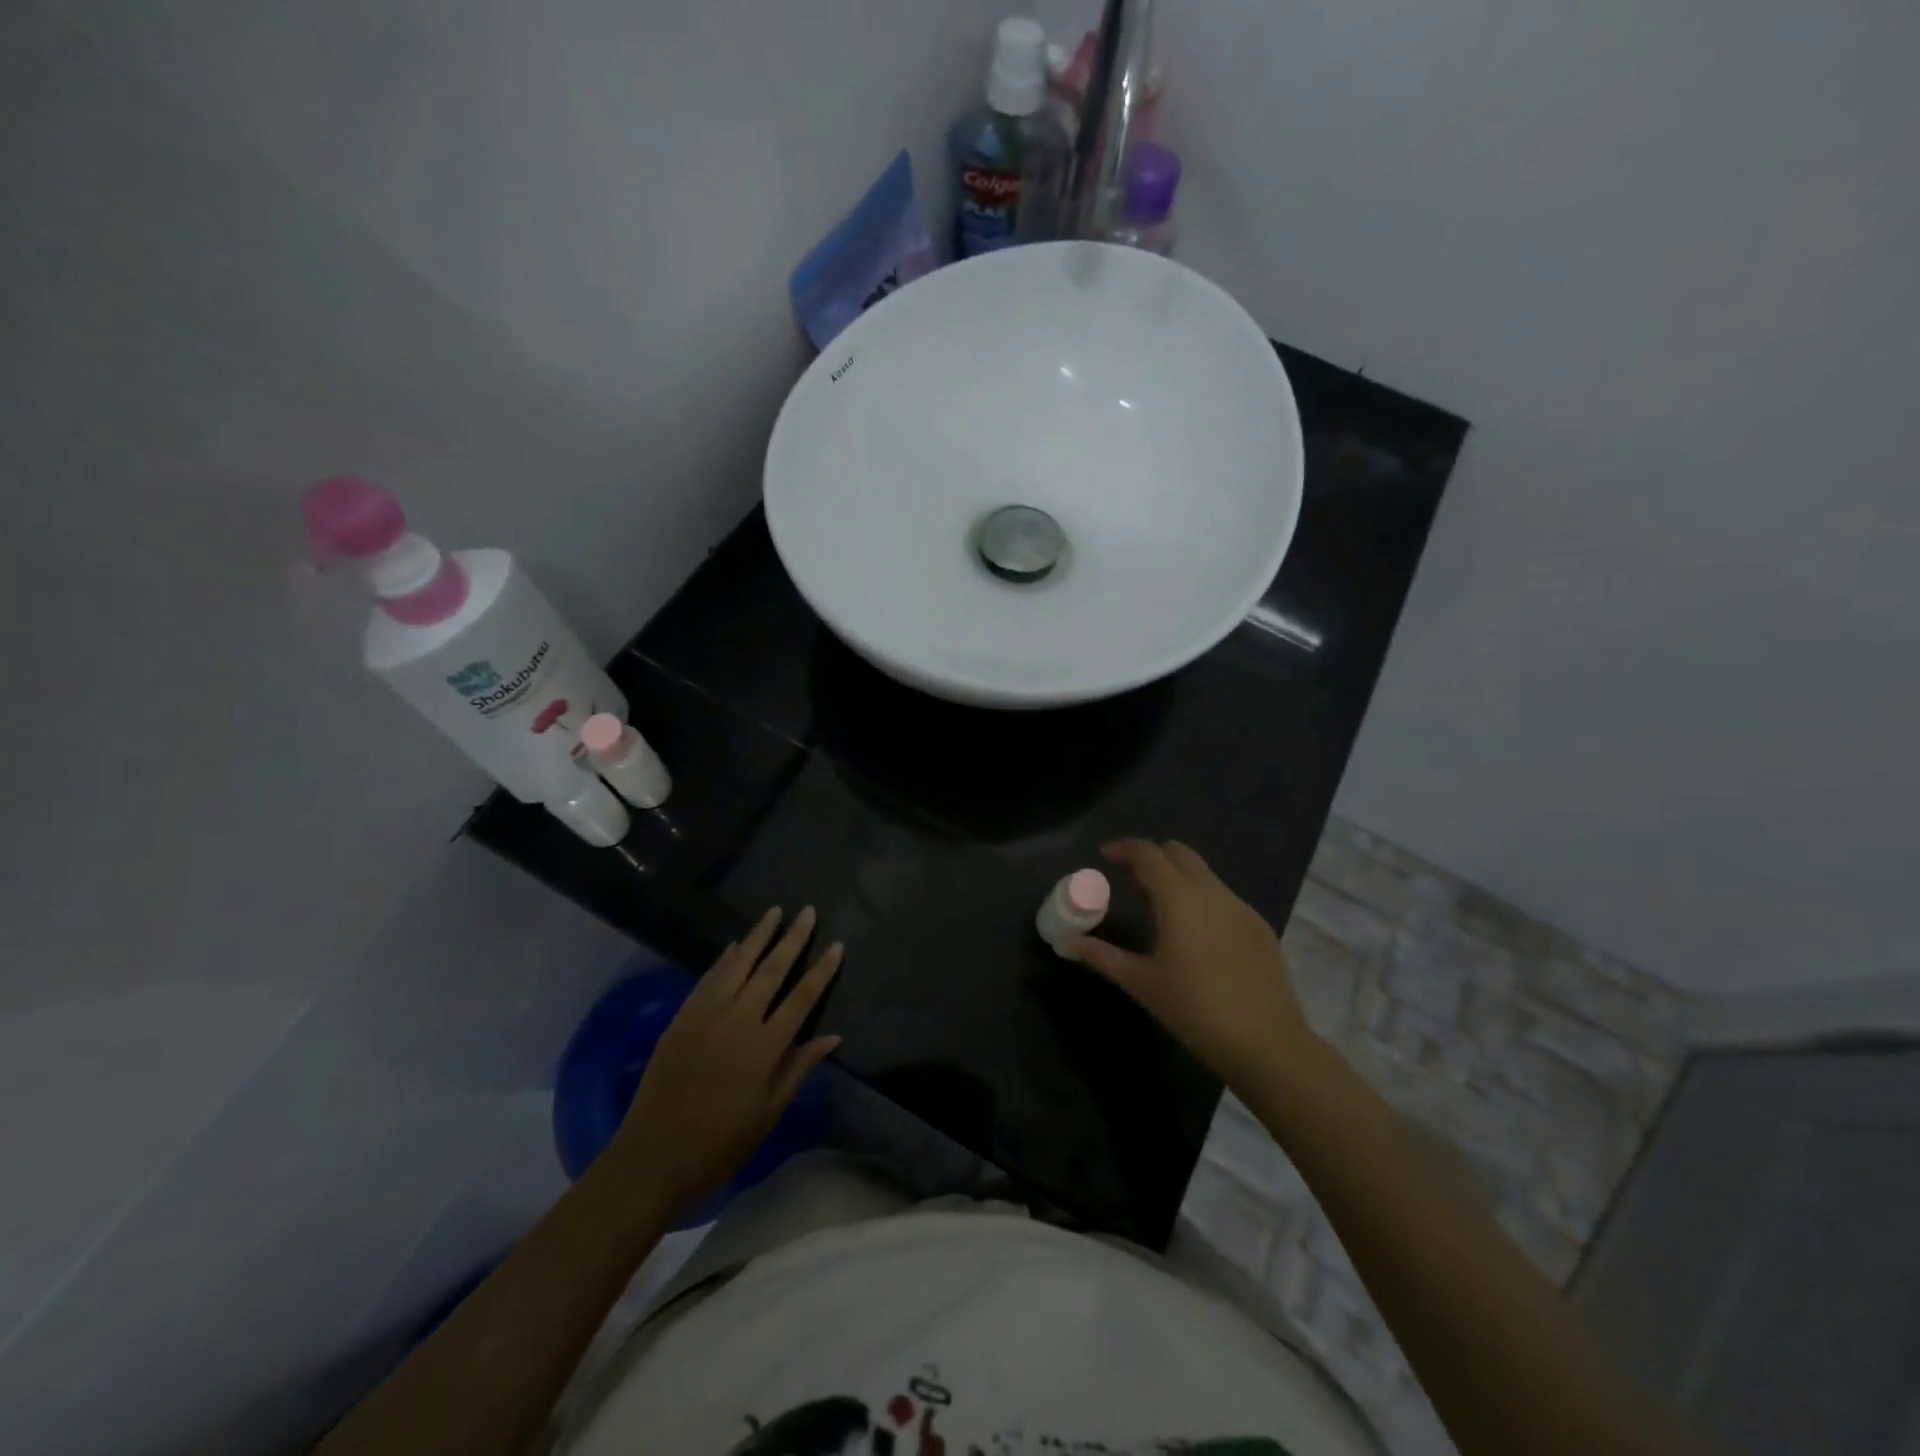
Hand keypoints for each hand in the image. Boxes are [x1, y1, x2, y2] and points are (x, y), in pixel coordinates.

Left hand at [613, 907, 842, 1211]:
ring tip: (774, 912)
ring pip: (738, 964)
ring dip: (758, 936)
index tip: (836, 945)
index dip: (822, 970)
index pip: (802, 997)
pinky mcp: (682, 1017)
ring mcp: (707, 1015)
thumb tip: (833, 1036)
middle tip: (808, 911)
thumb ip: (800, 1067)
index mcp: (765, 1046)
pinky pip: (708, 978)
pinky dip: (725, 959)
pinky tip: (736, 945)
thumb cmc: (722, 1141)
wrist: (655, 1155)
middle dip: (793, 938)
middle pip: (772, 970)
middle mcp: (738, 1021)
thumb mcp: (770, 1111)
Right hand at [1068, 839, 1318, 1089]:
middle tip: (1132, 881)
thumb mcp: (1141, 982)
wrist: (1266, 1043)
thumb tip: (1067, 941)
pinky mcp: (1260, 927)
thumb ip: (1101, 955)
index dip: (1124, 848)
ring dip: (1178, 879)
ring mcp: (1241, 907)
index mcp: (1179, 897)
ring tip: (1160, 911)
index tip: (1106, 856)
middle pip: (1179, 853)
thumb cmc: (1194, 1009)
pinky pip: (1224, 898)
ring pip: (1204, 874)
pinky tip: (1196, 937)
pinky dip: (1202, 900)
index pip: (1148, 853)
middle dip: (1153, 857)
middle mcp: (1212, 891)